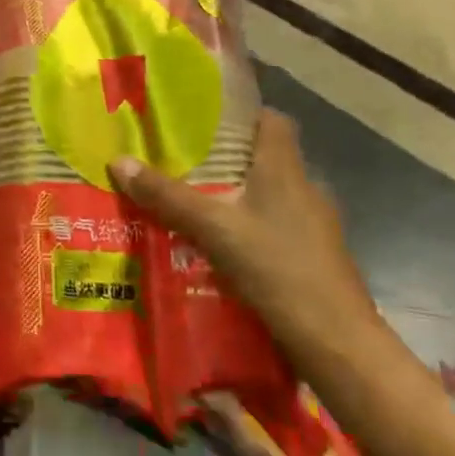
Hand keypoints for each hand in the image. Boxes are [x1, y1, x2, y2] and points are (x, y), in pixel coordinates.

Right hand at [110, 110, 375, 357]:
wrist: (336, 342)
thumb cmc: (278, 268)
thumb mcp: (213, 229)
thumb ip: (167, 196)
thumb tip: (118, 161)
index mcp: (285, 169)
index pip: (272, 119)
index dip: (241, 113)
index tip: (204, 117)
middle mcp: (305, 189)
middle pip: (266, 157)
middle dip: (227, 157)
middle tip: (182, 160)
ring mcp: (314, 226)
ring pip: (269, 195)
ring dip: (237, 196)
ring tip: (193, 203)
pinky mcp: (313, 258)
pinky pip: (274, 228)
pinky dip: (248, 229)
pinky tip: (220, 247)